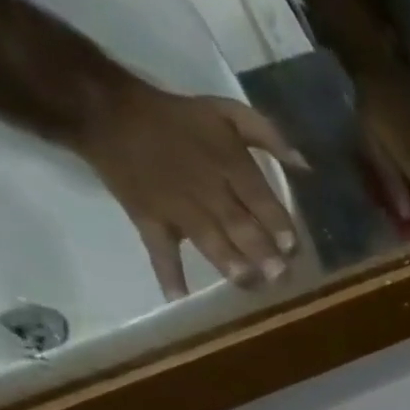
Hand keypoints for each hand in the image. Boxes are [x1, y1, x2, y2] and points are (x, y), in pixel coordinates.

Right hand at [69, 82, 307, 299]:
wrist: (103, 109)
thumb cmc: (178, 116)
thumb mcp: (226, 111)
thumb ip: (269, 135)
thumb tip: (306, 166)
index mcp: (228, 163)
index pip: (259, 198)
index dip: (277, 224)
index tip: (292, 247)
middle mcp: (206, 189)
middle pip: (238, 225)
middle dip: (260, 252)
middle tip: (280, 276)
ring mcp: (177, 208)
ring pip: (208, 240)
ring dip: (229, 263)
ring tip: (248, 284)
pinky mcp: (150, 220)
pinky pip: (160, 251)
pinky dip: (169, 275)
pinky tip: (182, 300)